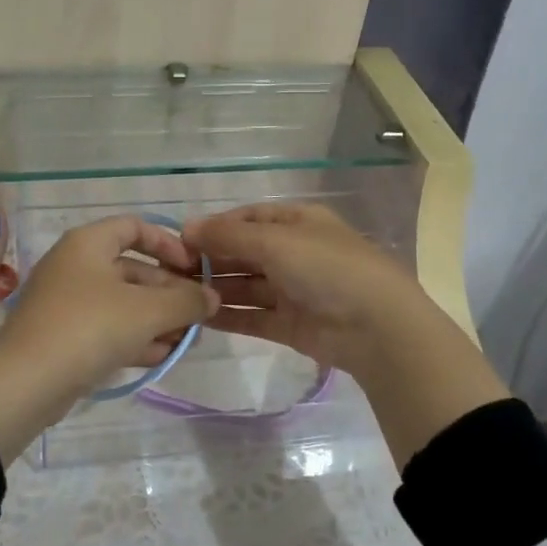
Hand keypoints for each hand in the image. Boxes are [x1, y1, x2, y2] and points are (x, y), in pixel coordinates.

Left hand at [0, 217, 219, 461]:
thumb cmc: (90, 328)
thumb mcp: (148, 311)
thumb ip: (187, 300)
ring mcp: (65, 302)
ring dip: (156, 318)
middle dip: (169, 292)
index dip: (169, 244)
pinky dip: (134, 337)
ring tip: (187, 340)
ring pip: (121, 303)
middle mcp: (74, 265)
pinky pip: (106, 328)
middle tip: (198, 315)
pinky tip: (161, 356)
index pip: (134, 227)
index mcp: (88, 243)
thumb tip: (212, 297)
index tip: (194, 269)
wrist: (26, 382)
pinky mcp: (62, 336)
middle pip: (132, 269)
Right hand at [180, 202, 421, 376]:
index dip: (216, 227)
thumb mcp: (275, 242)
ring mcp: (293, 290)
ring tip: (177, 294)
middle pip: (244, 252)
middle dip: (210, 259)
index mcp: (298, 222)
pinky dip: (227, 316)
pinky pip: (252, 316)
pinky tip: (197, 317)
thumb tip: (187, 227)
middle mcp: (294, 252)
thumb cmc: (326, 268)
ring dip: (215, 288)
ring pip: (246, 285)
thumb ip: (228, 236)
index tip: (180, 239)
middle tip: (170, 271)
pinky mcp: (290, 324)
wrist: (376, 327)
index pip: (249, 218)